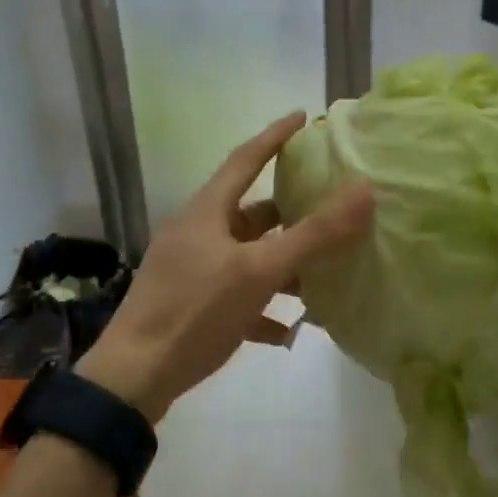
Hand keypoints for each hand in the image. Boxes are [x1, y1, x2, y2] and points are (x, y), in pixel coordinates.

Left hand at [77, 112, 373, 422]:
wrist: (133, 379)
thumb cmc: (195, 311)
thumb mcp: (259, 271)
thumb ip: (314, 234)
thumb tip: (364, 191)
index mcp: (207, 211)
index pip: (245, 159)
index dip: (275, 136)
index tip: (303, 117)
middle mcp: (197, 233)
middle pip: (251, 212)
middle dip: (290, 211)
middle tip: (329, 206)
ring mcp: (191, 270)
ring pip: (247, 256)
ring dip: (282, 265)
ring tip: (322, 274)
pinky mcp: (189, 306)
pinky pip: (236, 296)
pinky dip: (263, 306)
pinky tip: (287, 330)